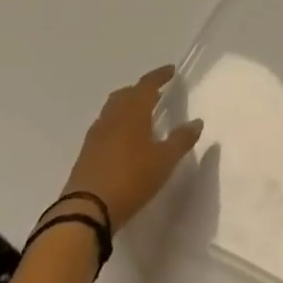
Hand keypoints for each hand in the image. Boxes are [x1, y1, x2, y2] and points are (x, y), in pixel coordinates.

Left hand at [56, 66, 203, 231]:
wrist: (85, 212)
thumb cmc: (131, 179)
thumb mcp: (164, 161)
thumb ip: (181, 140)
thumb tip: (197, 122)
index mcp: (133, 112)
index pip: (147, 84)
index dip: (159, 76)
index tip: (171, 71)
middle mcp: (112, 117)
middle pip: (125, 94)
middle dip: (141, 90)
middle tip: (156, 94)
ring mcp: (96, 136)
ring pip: (112, 110)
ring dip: (127, 107)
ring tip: (141, 116)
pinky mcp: (85, 154)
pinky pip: (104, 128)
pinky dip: (116, 125)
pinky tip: (124, 141)